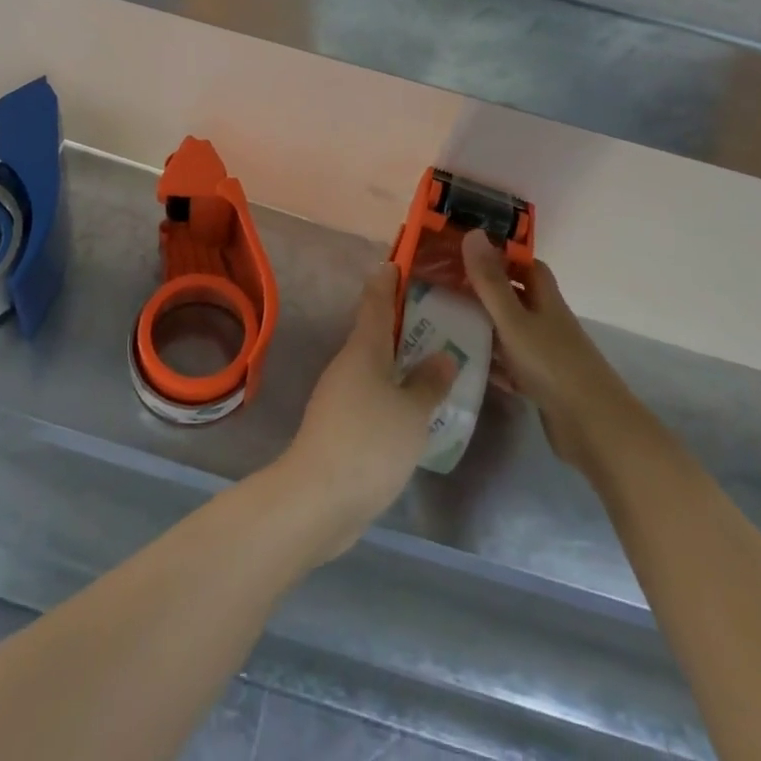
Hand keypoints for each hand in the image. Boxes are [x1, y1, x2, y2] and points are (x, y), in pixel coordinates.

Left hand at [279, 263, 456, 559]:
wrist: (318, 498)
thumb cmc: (369, 443)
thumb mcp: (412, 413)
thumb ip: (429, 384)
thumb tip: (442, 357)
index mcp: (364, 349)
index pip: (375, 301)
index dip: (387, 280)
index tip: (398, 261)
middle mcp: (348, 364)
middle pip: (375, 333)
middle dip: (402, 322)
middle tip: (438, 316)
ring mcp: (339, 395)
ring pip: (375, 366)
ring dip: (400, 361)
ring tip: (435, 362)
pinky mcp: (339, 425)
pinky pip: (372, 395)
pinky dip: (393, 392)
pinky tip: (415, 409)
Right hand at [461, 228, 624, 471]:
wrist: (595, 429)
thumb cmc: (553, 365)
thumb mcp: (514, 320)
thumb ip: (491, 281)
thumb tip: (473, 232)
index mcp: (546, 301)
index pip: (527, 266)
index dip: (502, 256)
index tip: (467, 252)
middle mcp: (548, 323)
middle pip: (516, 298)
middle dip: (485, 291)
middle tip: (445, 287)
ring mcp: (547, 355)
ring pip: (511, 333)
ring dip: (485, 327)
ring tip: (445, 321)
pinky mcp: (542, 385)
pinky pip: (511, 365)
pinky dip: (492, 362)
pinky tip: (465, 364)